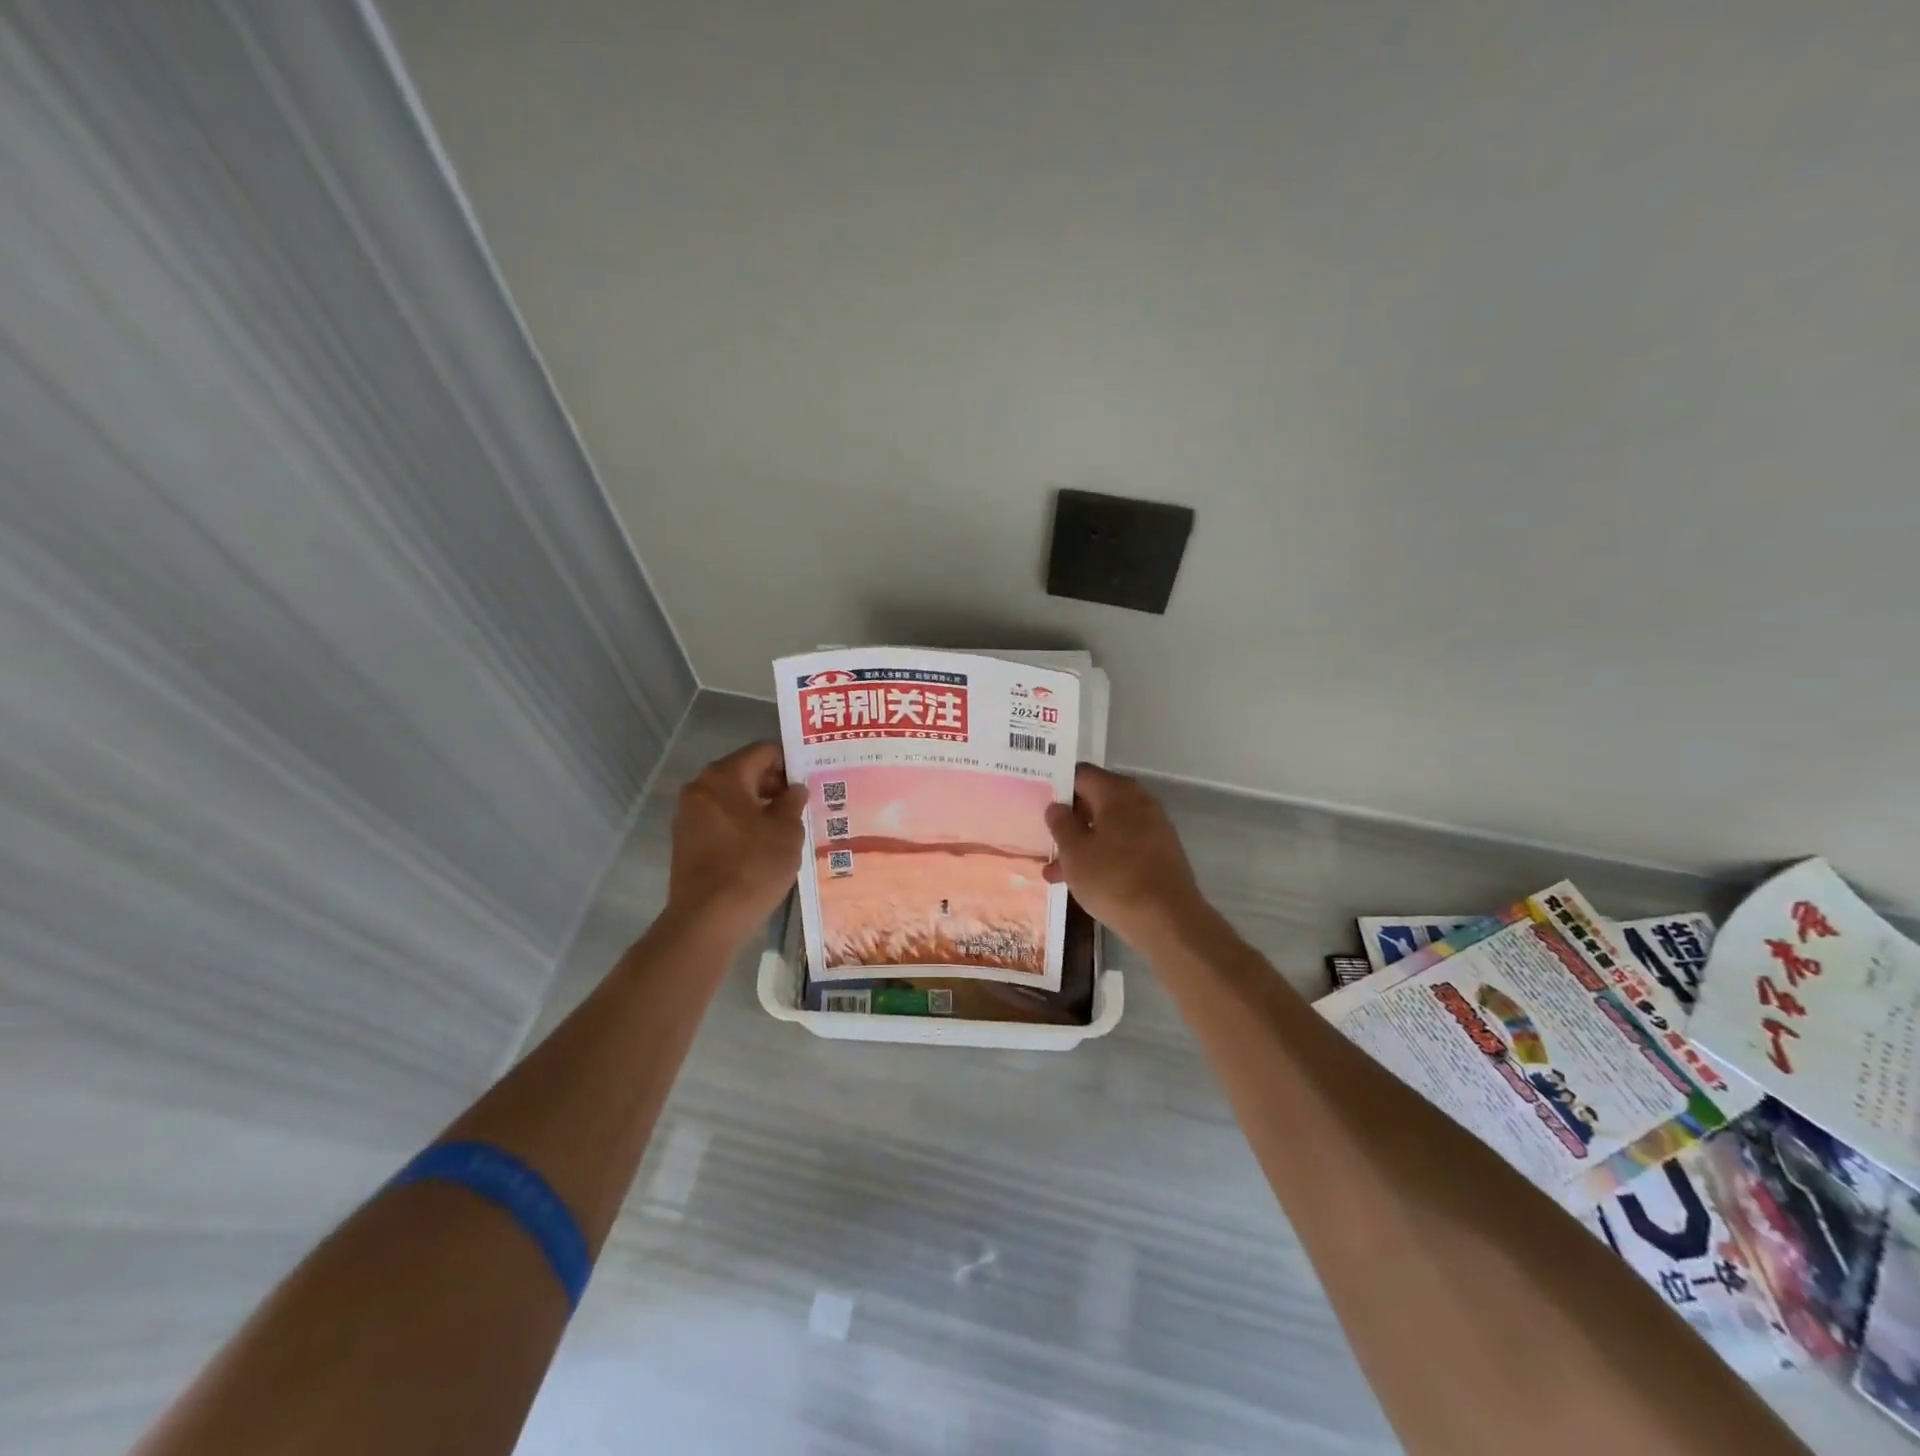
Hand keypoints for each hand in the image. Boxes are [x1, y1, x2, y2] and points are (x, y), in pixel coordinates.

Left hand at [665, 742, 805, 944]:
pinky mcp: (686, 842)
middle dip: (774, 785)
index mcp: (724, 776)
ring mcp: (688, 816)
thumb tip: (794, 789)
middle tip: (802, 804)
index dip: (790, 761)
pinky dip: (741, 825)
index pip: (763, 751)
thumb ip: (792, 802)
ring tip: (786, 827)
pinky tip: (763, 846)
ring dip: (758, 807)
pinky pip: (720, 821)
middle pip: (744, 772)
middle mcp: (700, 788)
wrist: (708, 920)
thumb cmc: (753, 866)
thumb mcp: (787, 832)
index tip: (810, 779)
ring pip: (731, 799)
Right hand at [1044, 764, 1209, 948]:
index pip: (1080, 774)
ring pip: (1107, 827)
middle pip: (1095, 800)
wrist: (1168, 922)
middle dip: (1067, 819)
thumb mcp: (1075, 853)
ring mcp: (1153, 828)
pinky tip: (1080, 881)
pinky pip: (1122, 845)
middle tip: (1041, 835)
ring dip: (1081, 844)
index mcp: (1117, 792)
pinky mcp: (1159, 853)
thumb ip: (1061, 824)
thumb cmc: (1114, 880)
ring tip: (1053, 872)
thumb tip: (1056, 806)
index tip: (1036, 799)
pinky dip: (1101, 856)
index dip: (1056, 784)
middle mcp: (1139, 802)